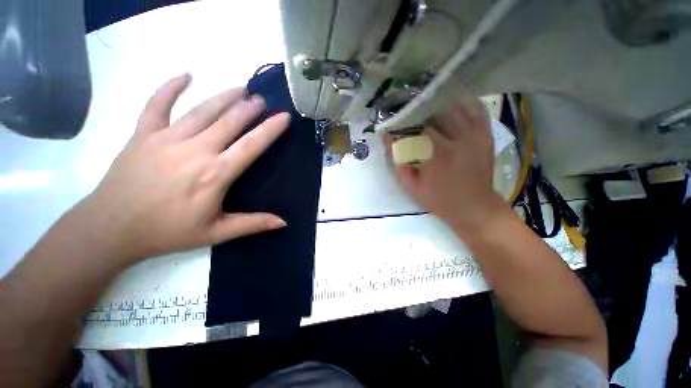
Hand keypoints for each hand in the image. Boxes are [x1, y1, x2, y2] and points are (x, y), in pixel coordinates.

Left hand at [84, 73, 288, 263]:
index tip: (283, 116)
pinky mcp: (143, 135)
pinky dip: (170, 88)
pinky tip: (185, 75)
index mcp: (215, 174)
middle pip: (229, 122)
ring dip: (224, 97)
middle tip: (262, 100)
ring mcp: (166, 139)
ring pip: (202, 110)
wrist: (111, 228)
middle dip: (249, 108)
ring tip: (241, 89)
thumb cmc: (167, 232)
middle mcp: (195, 150)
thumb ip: (252, 224)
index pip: (251, 146)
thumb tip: (284, 222)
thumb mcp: (216, 233)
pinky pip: (157, 104)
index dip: (270, 129)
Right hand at [384, 98, 505, 234]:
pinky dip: (465, 104)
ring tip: (428, 108)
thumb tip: (387, 138)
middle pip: (435, 113)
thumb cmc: (438, 199)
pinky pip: (477, 111)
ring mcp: (475, 135)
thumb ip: (397, 162)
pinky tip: (453, 104)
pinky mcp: (485, 135)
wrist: (474, 207)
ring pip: (455, 107)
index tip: (397, 124)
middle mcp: (458, 138)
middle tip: (411, 114)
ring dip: (439, 106)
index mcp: (437, 152)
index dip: (405, 122)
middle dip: (420, 113)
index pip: (417, 126)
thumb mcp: (411, 186)